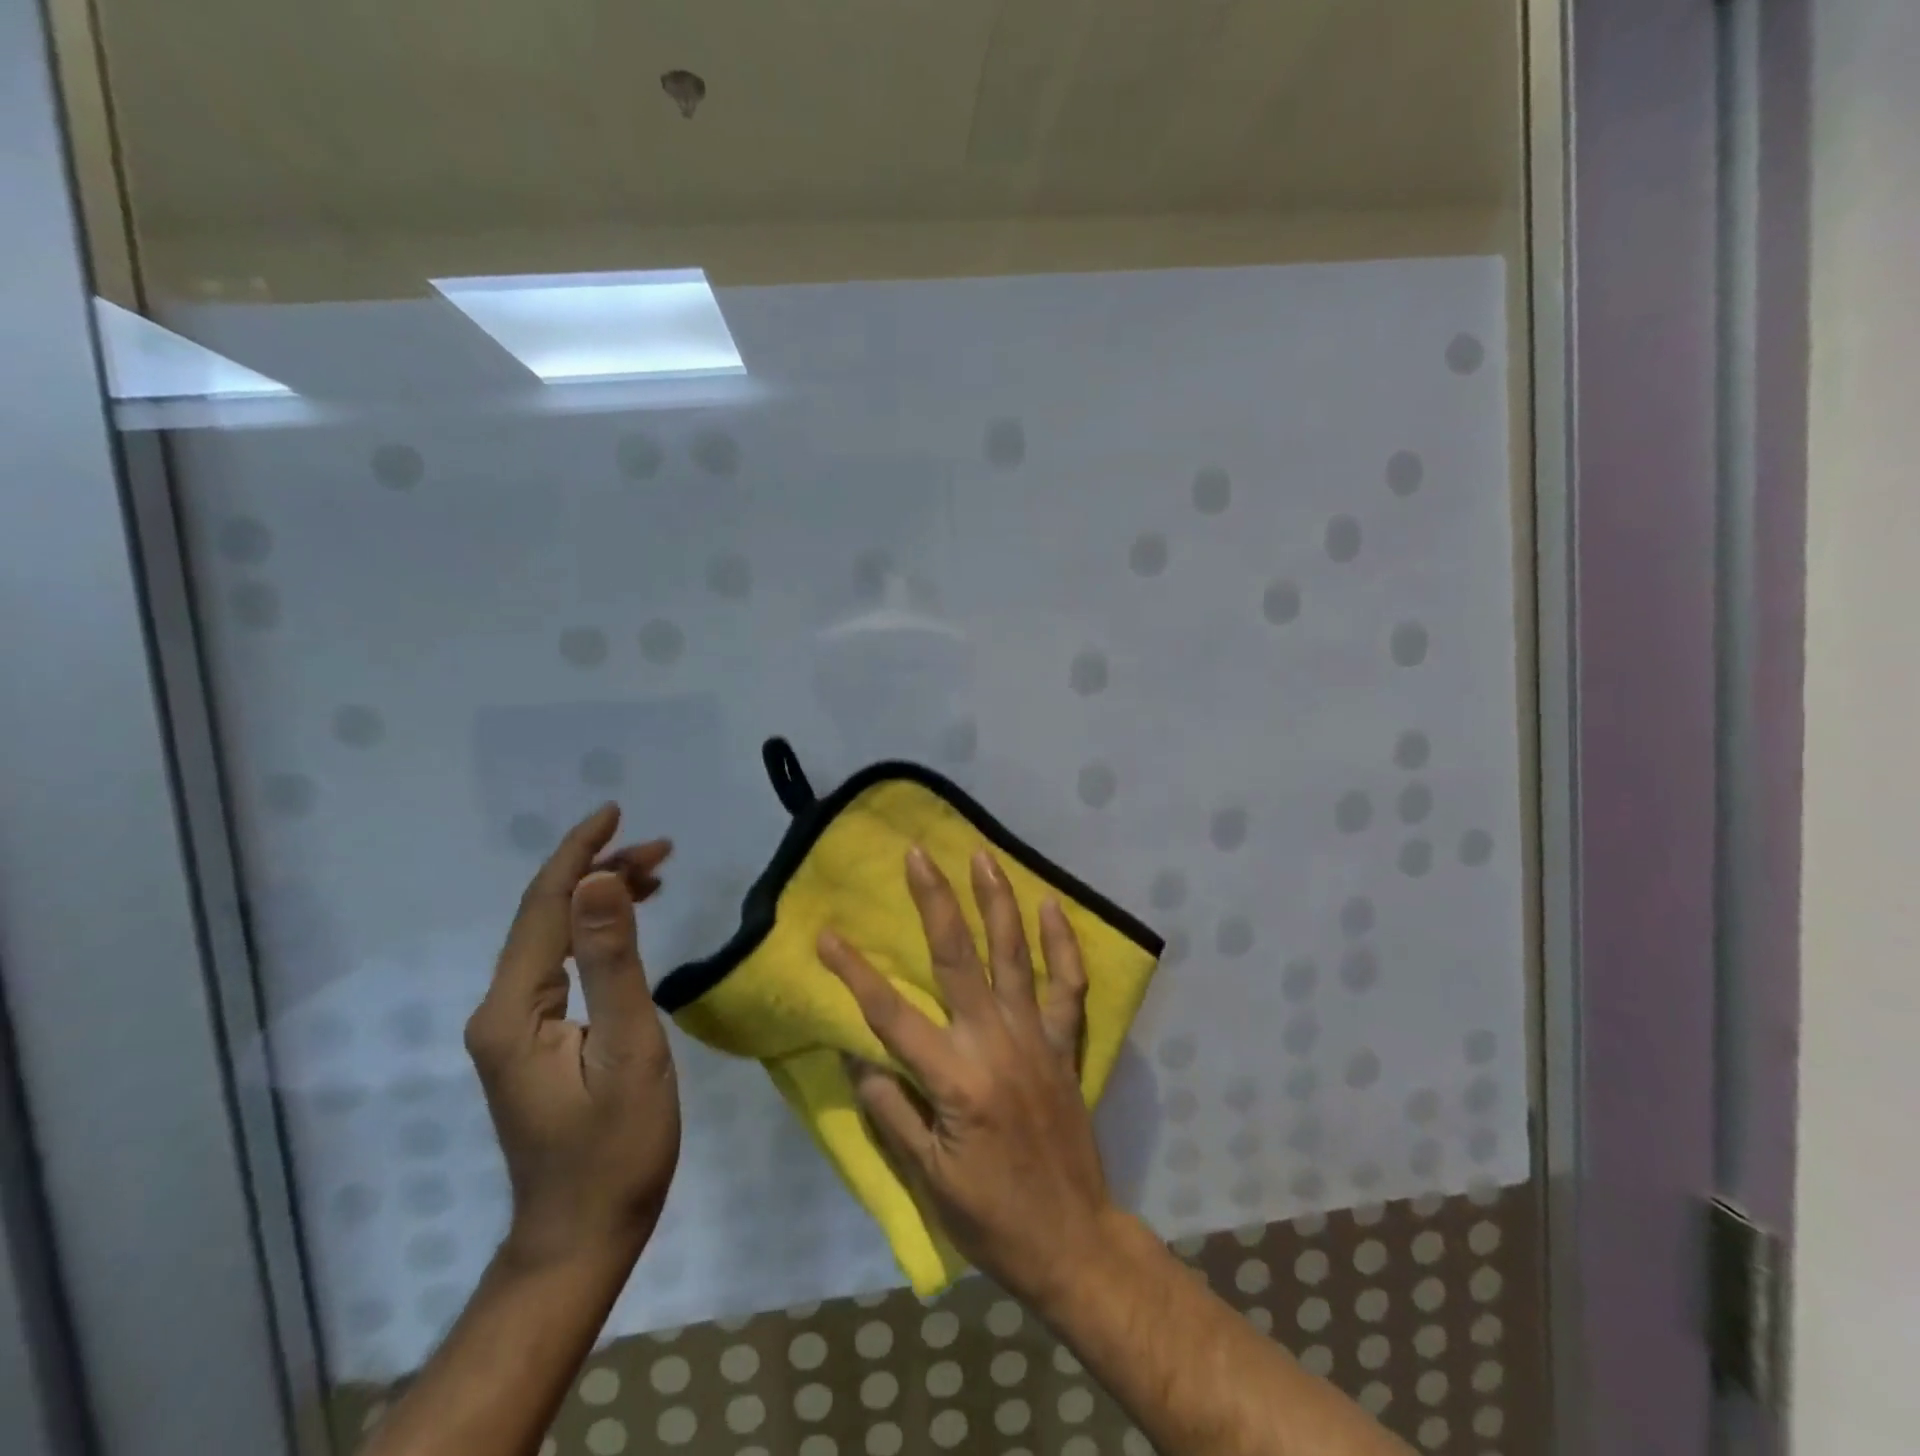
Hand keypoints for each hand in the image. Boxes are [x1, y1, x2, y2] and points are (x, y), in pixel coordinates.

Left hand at [464, 804, 679, 1272]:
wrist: (585, 1230)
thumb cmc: (617, 1145)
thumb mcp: (628, 1047)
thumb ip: (613, 961)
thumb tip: (601, 879)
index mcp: (513, 1008)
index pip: (544, 906)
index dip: (579, 853)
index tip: (615, 811)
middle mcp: (500, 1009)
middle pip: (547, 916)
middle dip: (600, 870)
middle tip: (663, 847)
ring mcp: (513, 1027)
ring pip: (555, 937)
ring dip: (602, 898)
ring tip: (657, 873)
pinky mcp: (533, 1039)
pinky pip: (562, 965)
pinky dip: (597, 933)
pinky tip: (629, 924)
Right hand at [817, 845, 1116, 1313]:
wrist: (1073, 1240)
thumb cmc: (992, 1217)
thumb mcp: (927, 1177)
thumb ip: (892, 1111)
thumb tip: (858, 1058)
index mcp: (955, 1078)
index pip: (891, 1014)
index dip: (854, 972)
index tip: (827, 934)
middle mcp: (996, 1042)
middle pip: (958, 958)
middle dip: (934, 901)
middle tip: (917, 854)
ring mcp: (1037, 1037)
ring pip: (1015, 954)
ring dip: (997, 901)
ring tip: (982, 857)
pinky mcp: (1065, 1044)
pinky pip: (1068, 985)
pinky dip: (1062, 944)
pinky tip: (1051, 906)